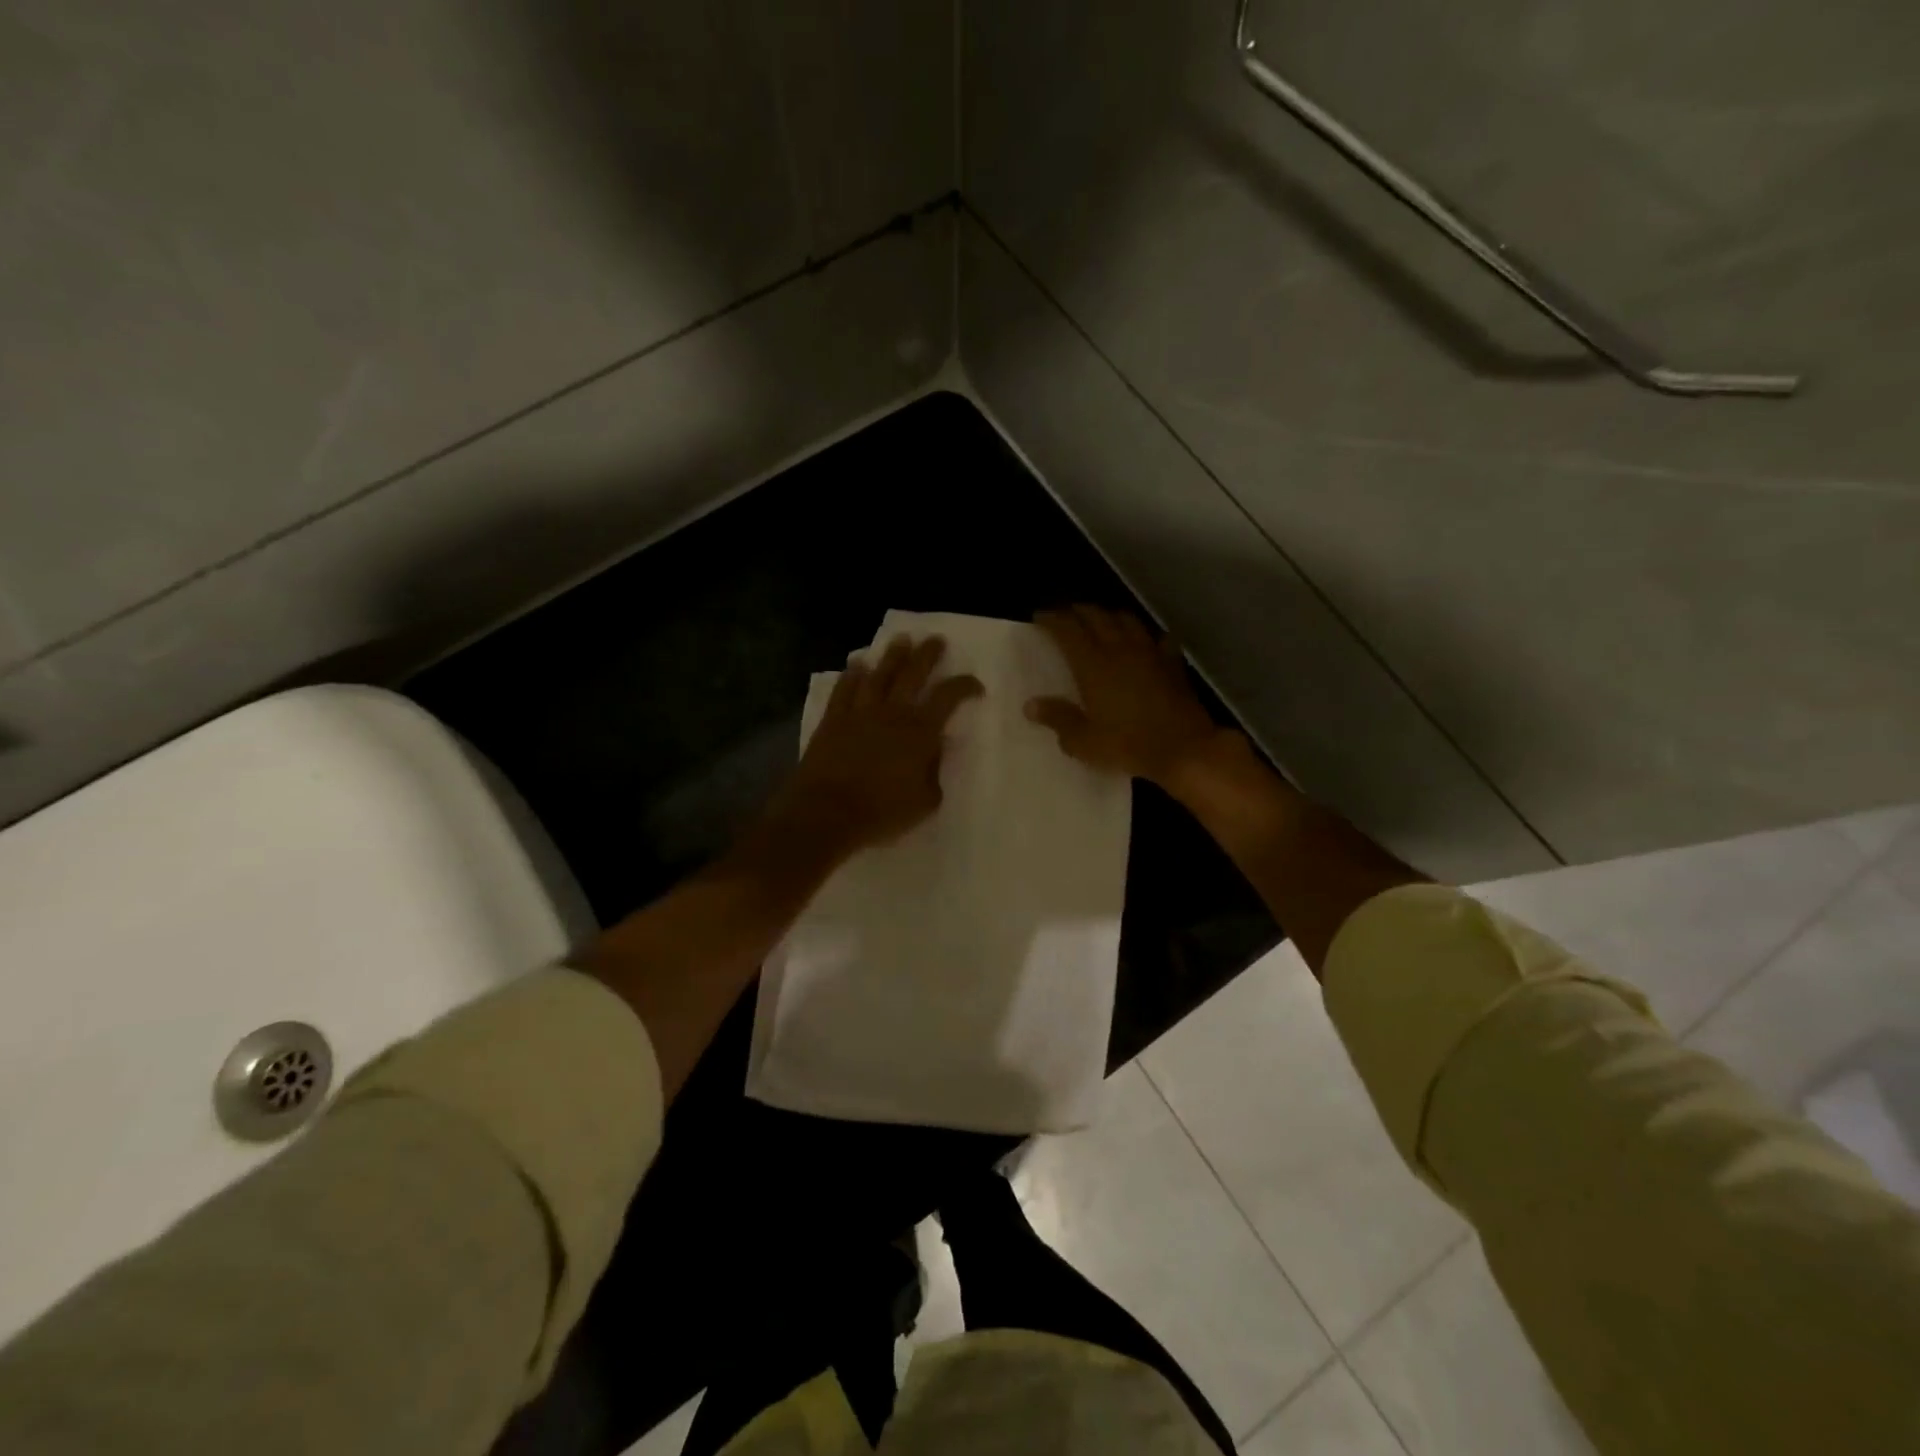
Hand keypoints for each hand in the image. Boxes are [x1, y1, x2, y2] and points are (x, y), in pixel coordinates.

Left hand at [767, 634, 983, 859]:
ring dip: (892, 656)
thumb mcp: (925, 802)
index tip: (975, 685)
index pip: (948, 697)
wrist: (827, 812)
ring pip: (879, 675)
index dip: (964, 686)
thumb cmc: (882, 812)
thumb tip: (934, 752)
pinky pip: (844, 689)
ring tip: (901, 640)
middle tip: (935, 640)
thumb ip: (934, 773)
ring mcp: (860, 713)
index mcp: (920, 731)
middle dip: (927, 654)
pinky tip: (856, 665)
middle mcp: (892, 713)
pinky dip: (852, 675)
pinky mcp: (833, 720)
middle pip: (912, 673)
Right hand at [1026, 606, 1222, 784]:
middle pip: (1096, 616)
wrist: (1184, 749)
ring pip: (1127, 620)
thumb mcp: (1084, 741)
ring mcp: (1150, 653)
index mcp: (1093, 664)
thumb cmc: (1128, 745)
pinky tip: (1144, 643)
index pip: (1068, 629)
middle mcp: (1120, 649)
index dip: (1052, 619)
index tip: (1040, 617)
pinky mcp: (1172, 663)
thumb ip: (1057, 719)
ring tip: (1100, 621)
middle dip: (1077, 611)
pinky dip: (1146, 636)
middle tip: (1065, 616)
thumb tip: (1030, 705)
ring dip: (1109, 616)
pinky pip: (1158, 639)